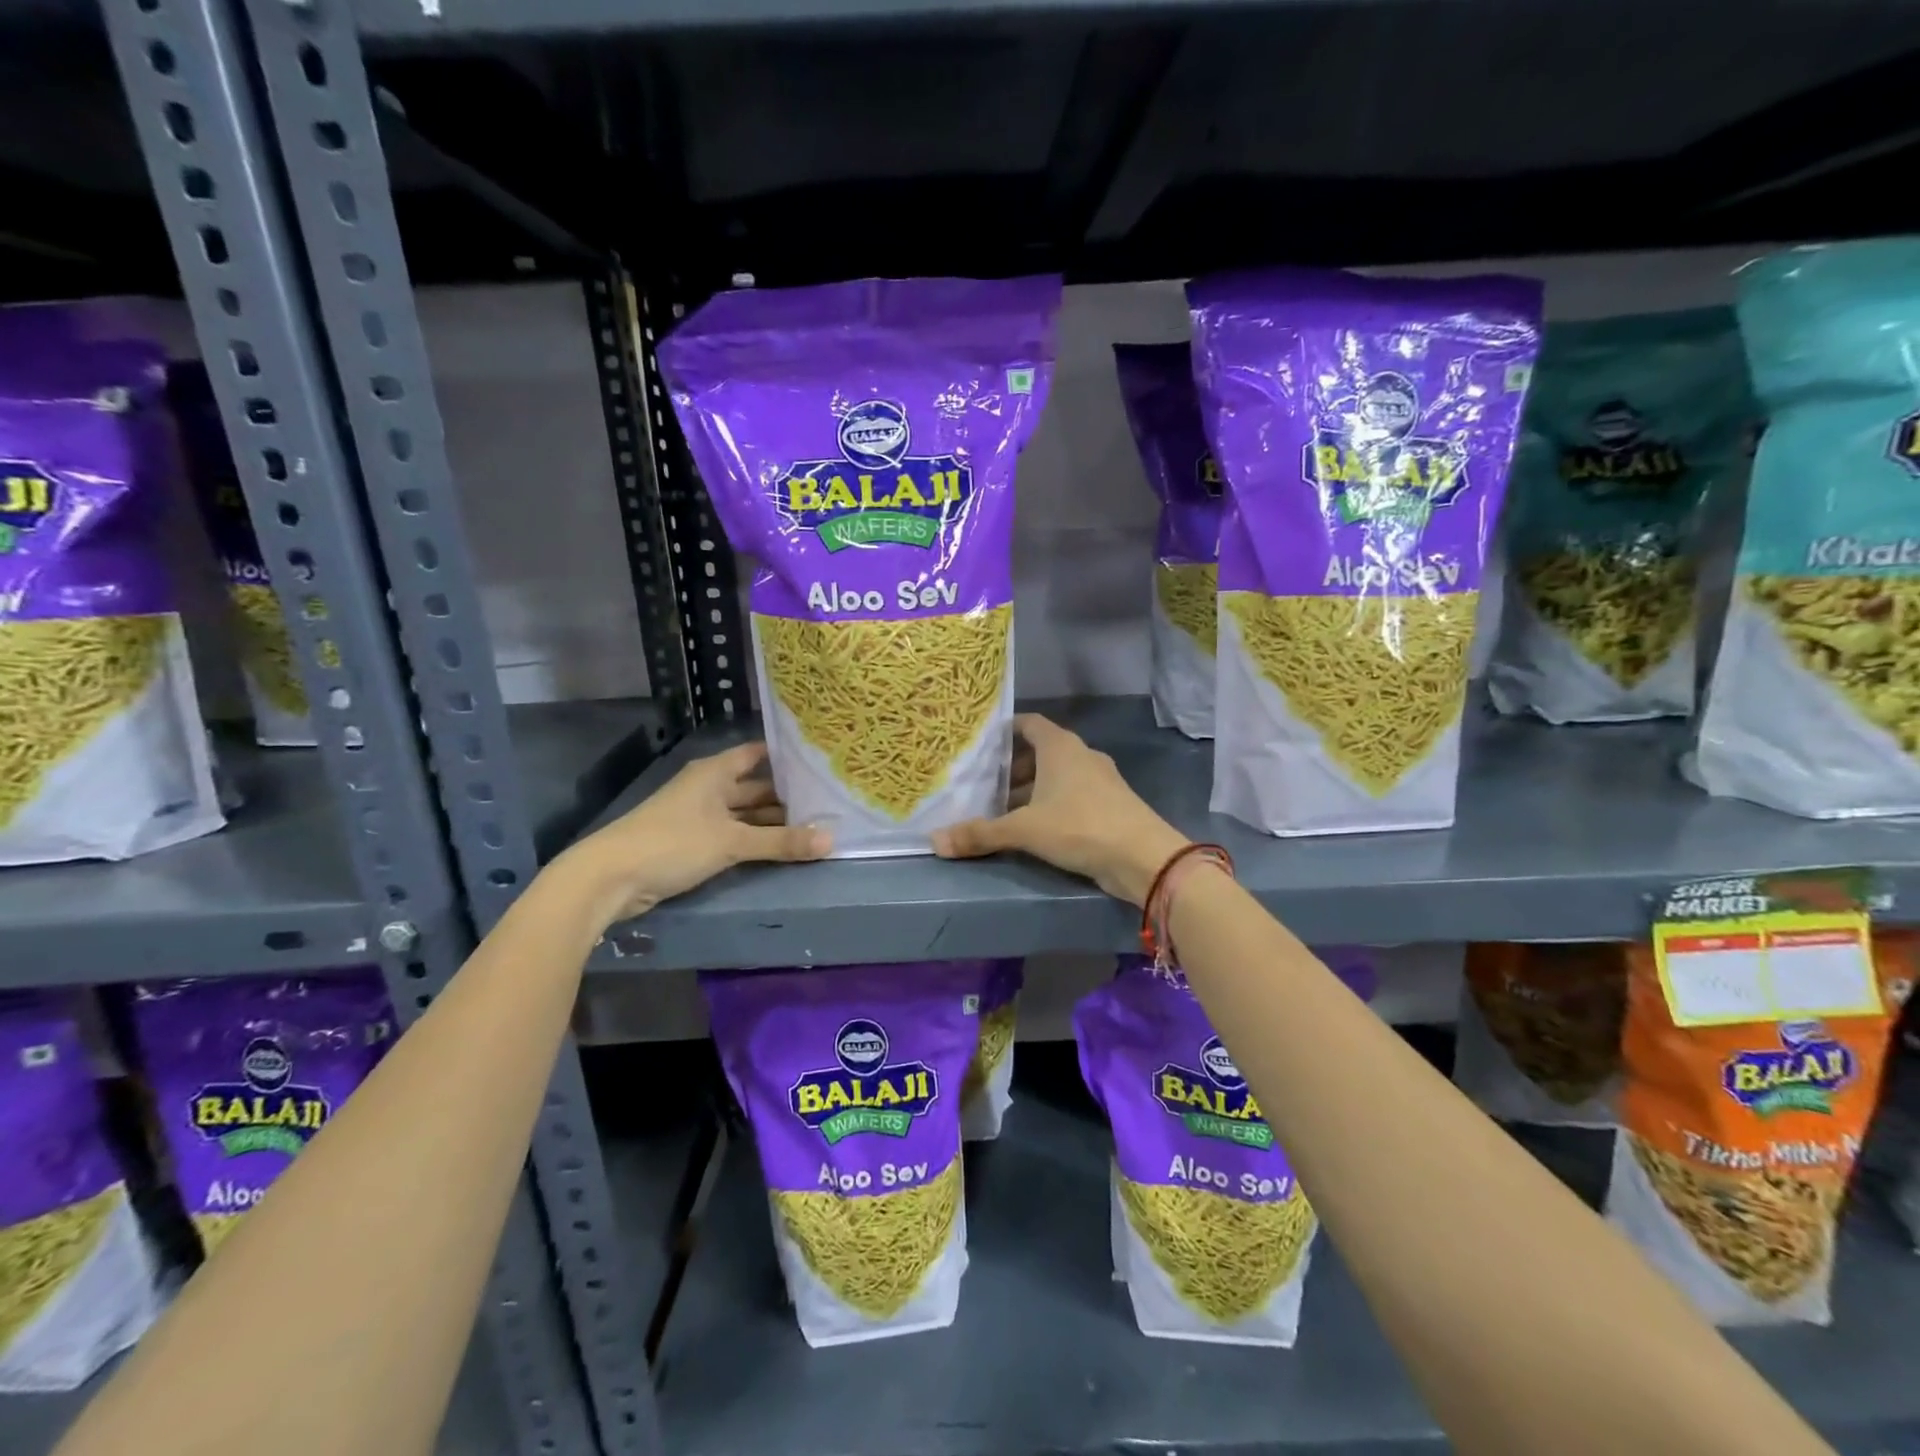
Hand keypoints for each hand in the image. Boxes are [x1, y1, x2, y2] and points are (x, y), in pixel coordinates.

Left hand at [557, 742, 828, 928]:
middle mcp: (710, 788)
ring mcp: (701, 816)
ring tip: (816, 825)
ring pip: (746, 814)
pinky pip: (735, 834)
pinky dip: (756, 840)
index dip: (787, 756)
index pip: (758, 754)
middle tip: (830, 801)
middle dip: (788, 796)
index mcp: (716, 772)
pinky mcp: (694, 843)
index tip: (821, 761)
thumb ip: (781, 842)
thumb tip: (831, 840)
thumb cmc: (673, 843)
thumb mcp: (732, 842)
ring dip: (774, 822)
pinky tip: (783, 847)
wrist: (611, 877)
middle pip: (756, 787)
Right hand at [932, 714, 1188, 905]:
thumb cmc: (1079, 826)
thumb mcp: (1024, 830)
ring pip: (1057, 776)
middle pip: (1040, 752)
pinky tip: (1034, 829)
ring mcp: (1100, 780)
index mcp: (1060, 746)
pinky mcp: (1110, 804)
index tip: (981, 744)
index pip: (1029, 723)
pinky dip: (1051, 804)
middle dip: (1012, 768)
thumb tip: (934, 841)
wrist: (1143, 857)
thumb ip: (980, 834)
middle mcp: (1081, 755)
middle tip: (983, 786)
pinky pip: (1072, 795)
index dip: (1005, 731)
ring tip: (1002, 811)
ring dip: (1031, 790)